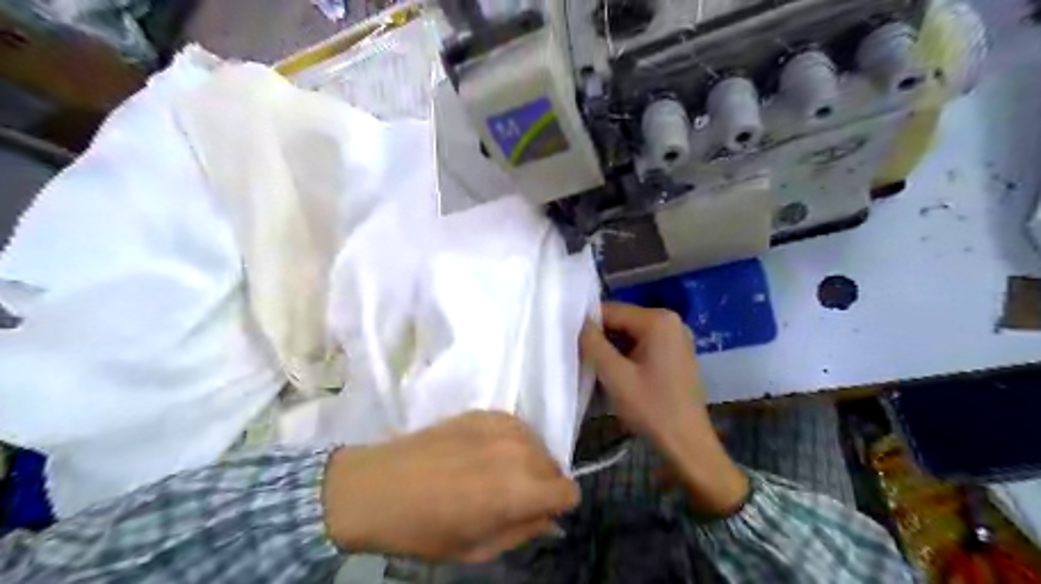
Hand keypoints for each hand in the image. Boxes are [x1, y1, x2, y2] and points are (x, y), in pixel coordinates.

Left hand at [320, 412, 577, 561]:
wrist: (378, 485)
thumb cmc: (424, 528)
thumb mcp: (477, 548)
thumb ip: (522, 530)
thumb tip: (548, 518)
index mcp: (520, 489)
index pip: (569, 491)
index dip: (557, 505)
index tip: (537, 511)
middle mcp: (519, 450)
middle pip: (554, 465)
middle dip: (541, 483)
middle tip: (510, 496)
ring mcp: (501, 425)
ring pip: (536, 443)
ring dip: (526, 459)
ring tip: (493, 472)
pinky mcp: (484, 411)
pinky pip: (515, 426)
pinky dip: (509, 441)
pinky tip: (482, 452)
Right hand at [579, 302, 747, 517]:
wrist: (688, 444)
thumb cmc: (652, 409)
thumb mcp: (615, 376)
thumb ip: (593, 344)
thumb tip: (577, 323)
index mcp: (658, 320)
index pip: (611, 311)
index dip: (588, 326)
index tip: (571, 345)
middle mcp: (670, 321)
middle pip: (622, 321)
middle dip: (601, 338)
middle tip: (583, 360)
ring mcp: (675, 337)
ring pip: (630, 334)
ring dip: (612, 349)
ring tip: (598, 370)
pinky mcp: (675, 352)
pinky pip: (642, 344)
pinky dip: (626, 356)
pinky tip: (617, 375)